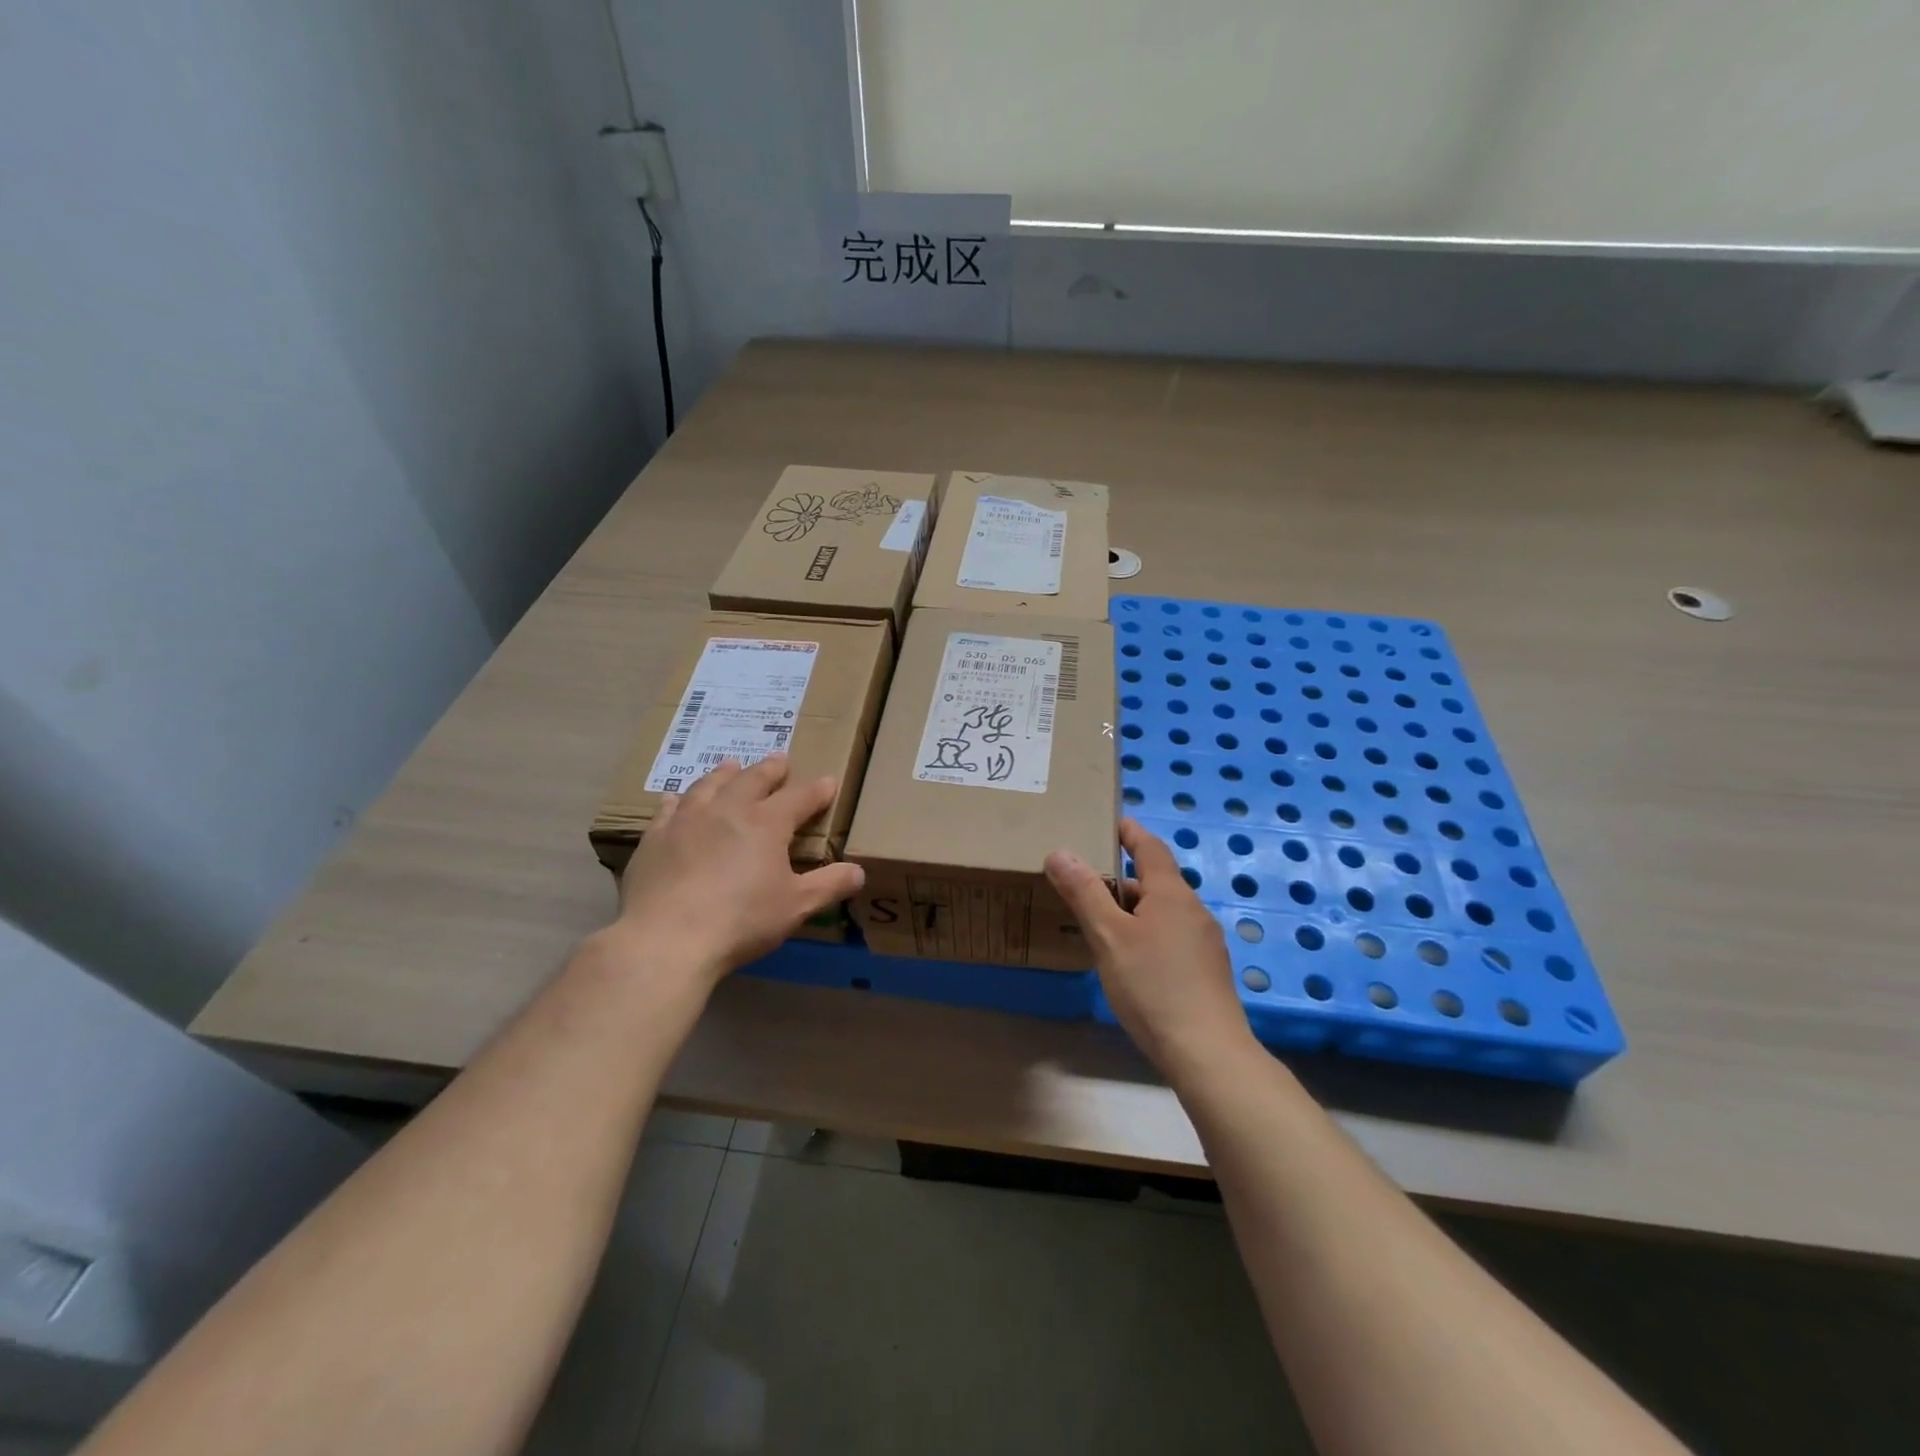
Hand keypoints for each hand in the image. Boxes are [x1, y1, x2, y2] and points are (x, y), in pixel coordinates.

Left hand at [608, 756, 864, 982]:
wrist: (667, 939)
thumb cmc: (741, 920)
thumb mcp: (796, 906)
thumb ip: (829, 885)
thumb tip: (859, 872)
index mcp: (766, 824)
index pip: (799, 798)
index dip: (816, 790)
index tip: (828, 782)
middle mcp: (728, 811)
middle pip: (752, 780)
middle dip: (770, 769)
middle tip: (779, 760)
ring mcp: (687, 821)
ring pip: (709, 786)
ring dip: (724, 774)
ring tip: (731, 765)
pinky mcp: (655, 839)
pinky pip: (667, 810)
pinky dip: (677, 800)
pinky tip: (675, 799)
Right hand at [1045, 818, 1255, 1080]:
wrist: (1207, 1053)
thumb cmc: (1152, 986)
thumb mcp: (1108, 936)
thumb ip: (1084, 892)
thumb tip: (1060, 851)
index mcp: (1171, 893)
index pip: (1149, 847)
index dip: (1129, 832)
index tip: (1109, 822)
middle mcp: (1193, 910)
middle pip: (1155, 880)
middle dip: (1121, 877)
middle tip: (1084, 881)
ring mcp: (1204, 942)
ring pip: (1162, 911)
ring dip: (1132, 909)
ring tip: (1099, 922)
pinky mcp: (1206, 971)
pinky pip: (1171, 936)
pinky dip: (1146, 933)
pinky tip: (1128, 960)